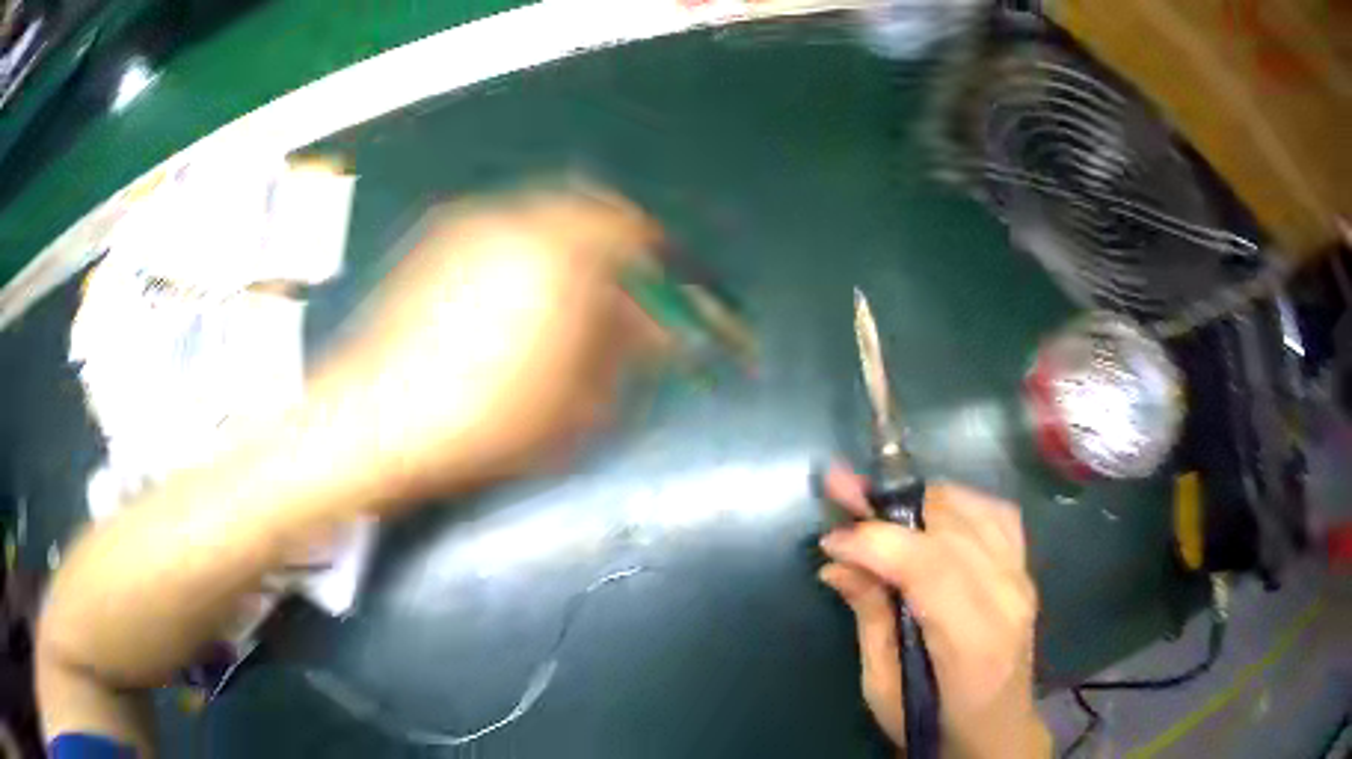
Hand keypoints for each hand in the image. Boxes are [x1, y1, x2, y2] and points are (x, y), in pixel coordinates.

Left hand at [308, 188, 665, 508]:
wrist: (378, 420)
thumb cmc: (486, 418)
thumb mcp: (577, 400)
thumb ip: (624, 351)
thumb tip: (653, 328)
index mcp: (558, 252)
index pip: (627, 227)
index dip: (651, 255)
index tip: (656, 289)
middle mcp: (514, 220)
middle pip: (582, 217)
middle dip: (605, 256)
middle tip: (608, 304)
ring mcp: (468, 227)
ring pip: (538, 224)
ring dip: (562, 257)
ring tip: (556, 312)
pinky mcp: (434, 245)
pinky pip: (497, 236)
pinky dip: (518, 260)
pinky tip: (504, 310)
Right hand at [818, 465, 1049, 757]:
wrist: (997, 730)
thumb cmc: (934, 723)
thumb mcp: (883, 690)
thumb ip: (870, 621)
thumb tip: (837, 565)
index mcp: (973, 642)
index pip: (930, 567)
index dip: (877, 541)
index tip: (831, 539)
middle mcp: (1007, 598)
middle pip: (951, 527)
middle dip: (890, 506)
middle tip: (843, 497)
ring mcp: (1023, 578)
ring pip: (974, 510)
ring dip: (920, 499)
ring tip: (878, 505)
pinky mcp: (1025, 569)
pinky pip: (996, 514)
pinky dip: (957, 503)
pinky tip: (928, 514)